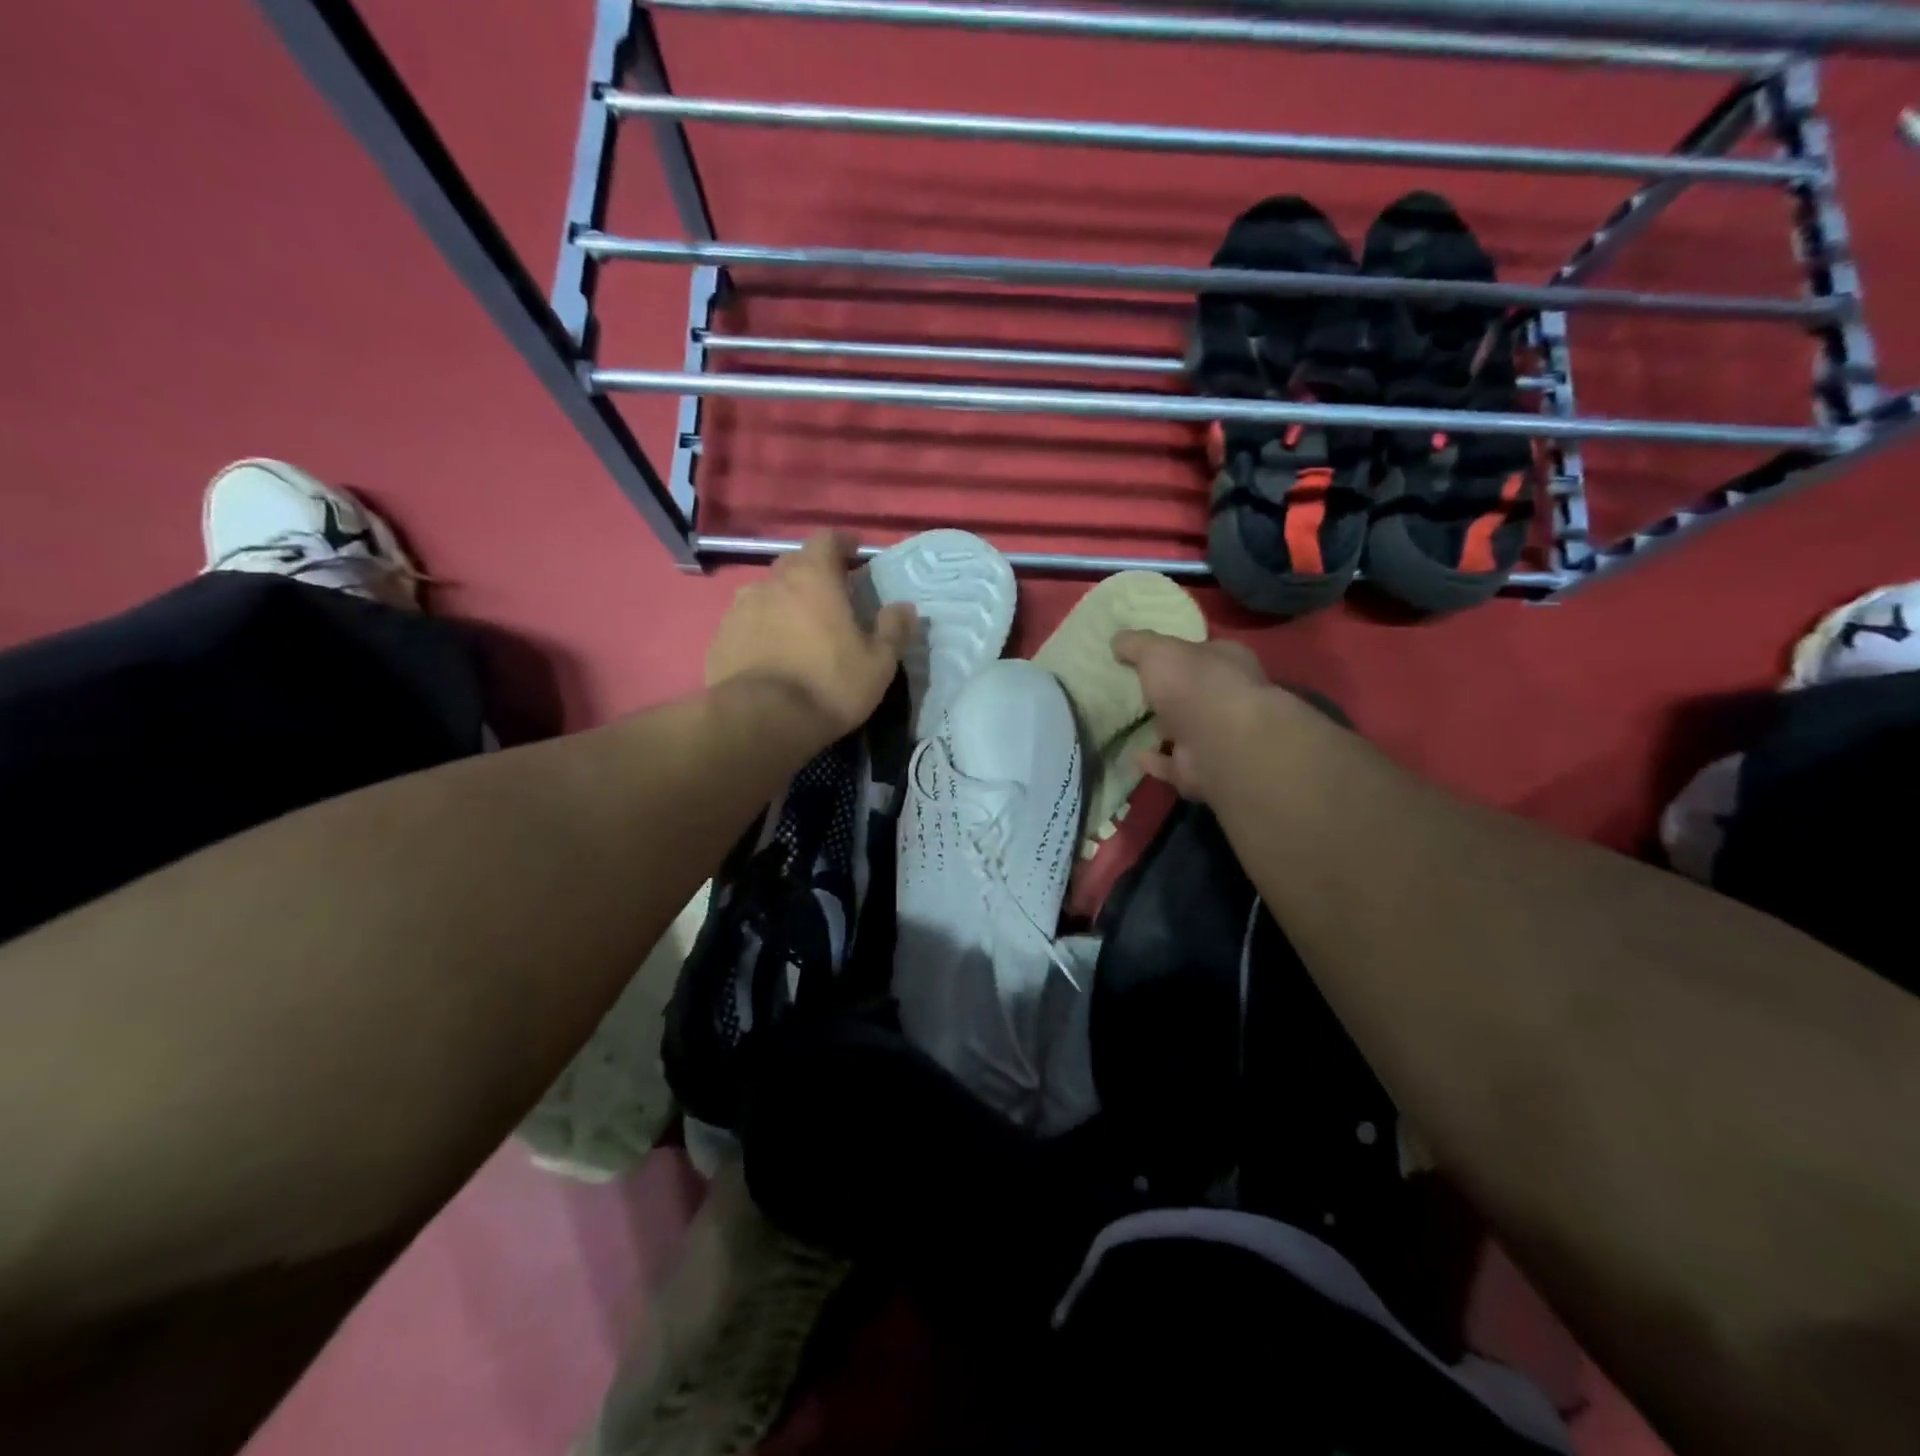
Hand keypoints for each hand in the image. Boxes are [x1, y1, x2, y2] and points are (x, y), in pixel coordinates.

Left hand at [707, 533, 915, 740]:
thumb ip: (893, 630)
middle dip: (813, 573)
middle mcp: (772, 582)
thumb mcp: (878, 663)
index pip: (827, 540)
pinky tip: (770, 652)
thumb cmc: (829, 684)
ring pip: (767, 593)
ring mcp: (740, 608)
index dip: (842, 543)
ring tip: (797, 626)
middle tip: (830, 594)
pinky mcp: (720, 638)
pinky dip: (761, 628)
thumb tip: (904, 608)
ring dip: (784, 601)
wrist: (760, 720)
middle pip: (794, 564)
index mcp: (813, 578)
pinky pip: (746, 623)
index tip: (854, 551)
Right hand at [1111, 631, 1274, 801]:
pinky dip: (1157, 761)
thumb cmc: (1195, 684)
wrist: (1221, 742)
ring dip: (1163, 730)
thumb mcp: (1158, 651)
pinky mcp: (1202, 769)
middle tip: (1136, 692)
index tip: (1149, 657)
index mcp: (1227, 661)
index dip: (1179, 653)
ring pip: (1186, 730)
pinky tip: (1135, 756)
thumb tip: (1117, 640)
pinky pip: (1174, 764)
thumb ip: (1137, 644)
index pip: (1203, 652)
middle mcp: (1228, 698)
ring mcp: (1217, 737)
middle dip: (1171, 693)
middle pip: (1195, 692)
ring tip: (1130, 725)